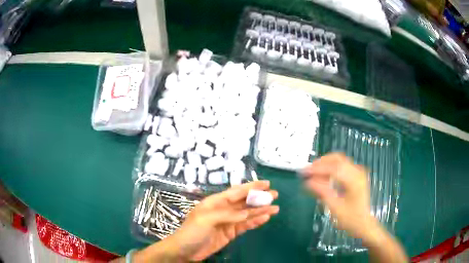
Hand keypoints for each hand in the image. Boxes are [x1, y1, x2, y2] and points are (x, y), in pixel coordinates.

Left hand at [170, 180, 278, 260]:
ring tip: (275, 208)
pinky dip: (255, 222)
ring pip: (247, 214)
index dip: (251, 187)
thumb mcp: (207, 219)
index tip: (266, 184)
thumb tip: (248, 212)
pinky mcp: (230, 233)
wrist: (185, 250)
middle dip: (259, 198)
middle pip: (244, 202)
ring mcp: (228, 222)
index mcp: (216, 202)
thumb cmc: (192, 231)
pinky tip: (265, 219)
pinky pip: (245, 225)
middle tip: (275, 195)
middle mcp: (223, 209)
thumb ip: (228, 215)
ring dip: (260, 211)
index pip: (236, 192)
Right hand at [301, 153, 378, 239]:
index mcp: (355, 180)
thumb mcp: (335, 208)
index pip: (334, 168)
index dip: (318, 168)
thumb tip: (308, 182)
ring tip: (313, 173)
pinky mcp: (356, 175)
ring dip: (325, 164)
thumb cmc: (350, 219)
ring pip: (339, 161)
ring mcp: (358, 172)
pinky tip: (323, 176)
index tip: (304, 172)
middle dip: (321, 163)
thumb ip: (322, 192)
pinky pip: (342, 166)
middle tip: (308, 171)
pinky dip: (331, 168)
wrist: (364, 223)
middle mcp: (358, 172)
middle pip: (337, 159)